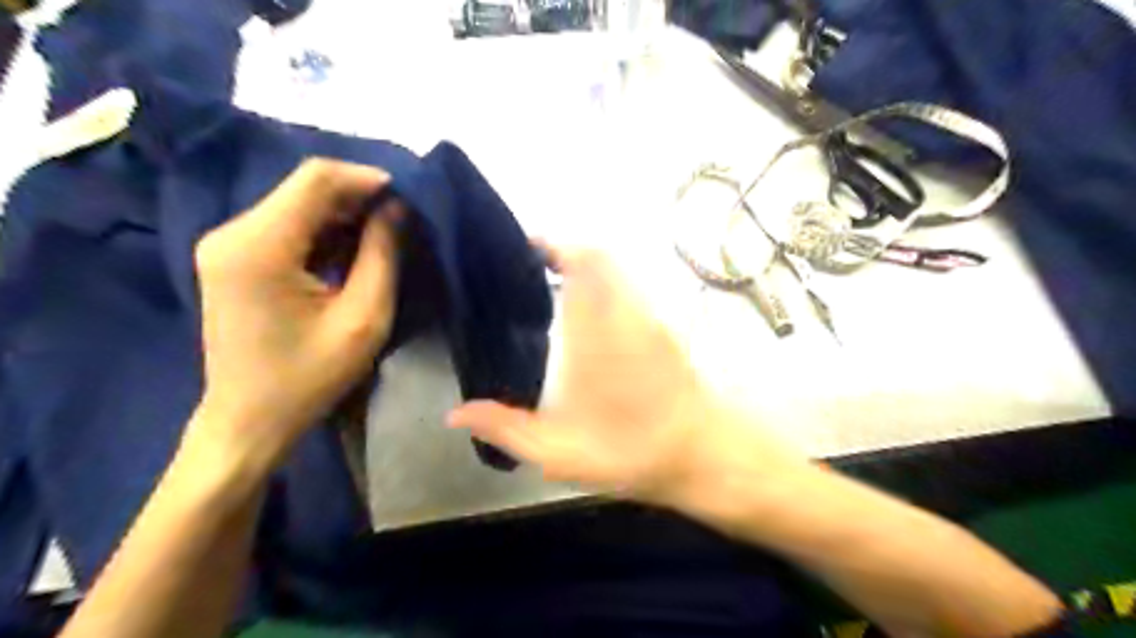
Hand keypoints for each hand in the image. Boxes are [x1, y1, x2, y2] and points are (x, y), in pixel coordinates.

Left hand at [194, 156, 402, 470]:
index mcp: (259, 247)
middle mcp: (232, 233)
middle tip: (400, 221)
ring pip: (296, 204)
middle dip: (358, 198)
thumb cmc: (309, 377)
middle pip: (303, 188)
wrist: (249, 420)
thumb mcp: (363, 318)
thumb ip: (382, 255)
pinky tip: (350, 253)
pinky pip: (286, 225)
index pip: (315, 180)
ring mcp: (227, 244)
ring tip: (382, 238)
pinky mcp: (232, 257)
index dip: (366, 178)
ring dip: (343, 215)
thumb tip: (396, 209)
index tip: (406, 197)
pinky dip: (324, 231)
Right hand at [443, 245, 806, 507]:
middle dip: (566, 249)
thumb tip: (454, 414)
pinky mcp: (665, 329)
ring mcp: (650, 317)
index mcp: (593, 331)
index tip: (527, 247)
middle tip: (535, 264)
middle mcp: (624, 312)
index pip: (577, 265)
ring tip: (557, 283)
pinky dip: (608, 285)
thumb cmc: (629, 450)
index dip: (552, 246)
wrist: (702, 454)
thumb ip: (504, 429)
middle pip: (599, 257)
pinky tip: (592, 313)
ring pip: (619, 271)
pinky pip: (631, 290)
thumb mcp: (558, 452)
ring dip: (589, 266)